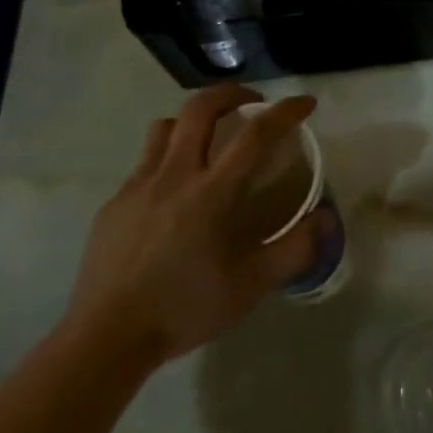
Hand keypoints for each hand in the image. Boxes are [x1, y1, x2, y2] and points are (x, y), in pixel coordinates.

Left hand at [63, 84, 326, 372]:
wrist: (106, 338)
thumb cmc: (185, 309)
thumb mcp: (251, 286)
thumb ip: (294, 249)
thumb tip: (326, 218)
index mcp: (212, 193)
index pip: (255, 134)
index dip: (285, 111)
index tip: (305, 103)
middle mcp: (175, 176)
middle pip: (200, 108)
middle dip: (232, 93)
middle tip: (253, 103)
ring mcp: (138, 186)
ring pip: (165, 127)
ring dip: (193, 121)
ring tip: (209, 139)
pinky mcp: (114, 202)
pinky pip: (144, 162)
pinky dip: (167, 158)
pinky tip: (174, 191)